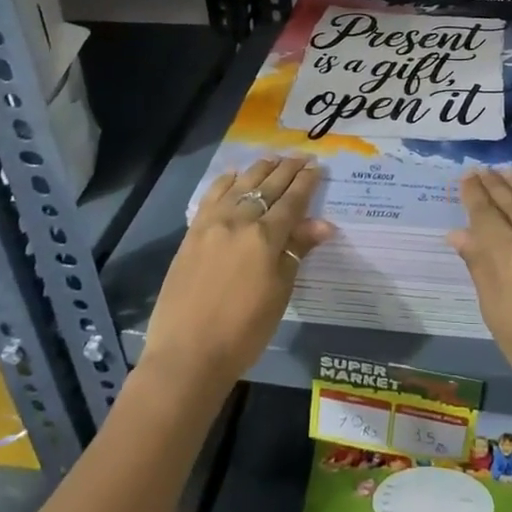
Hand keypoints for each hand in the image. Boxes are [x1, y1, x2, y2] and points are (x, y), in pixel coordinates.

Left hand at [141, 157, 333, 399]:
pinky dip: (225, 182)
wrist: (187, 355)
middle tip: (301, 157)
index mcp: (266, 237)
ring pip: (240, 185)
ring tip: (273, 159)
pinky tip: (233, 175)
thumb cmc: (244, 331)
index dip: (307, 182)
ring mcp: (211, 225)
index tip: (318, 167)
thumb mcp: (280, 292)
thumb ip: (297, 251)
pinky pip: (210, 197)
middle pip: (268, 187)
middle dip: (287, 170)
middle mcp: (239, 221)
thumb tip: (323, 224)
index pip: (292, 201)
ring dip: (259, 169)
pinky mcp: (191, 234)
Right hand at [451, 168, 511, 422]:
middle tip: (482, 170)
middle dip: (494, 184)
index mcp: (509, 260)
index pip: (486, 216)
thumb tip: (458, 233)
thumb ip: (479, 268)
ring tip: (506, 169)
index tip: (466, 178)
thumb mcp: (497, 315)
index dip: (474, 195)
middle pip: (511, 203)